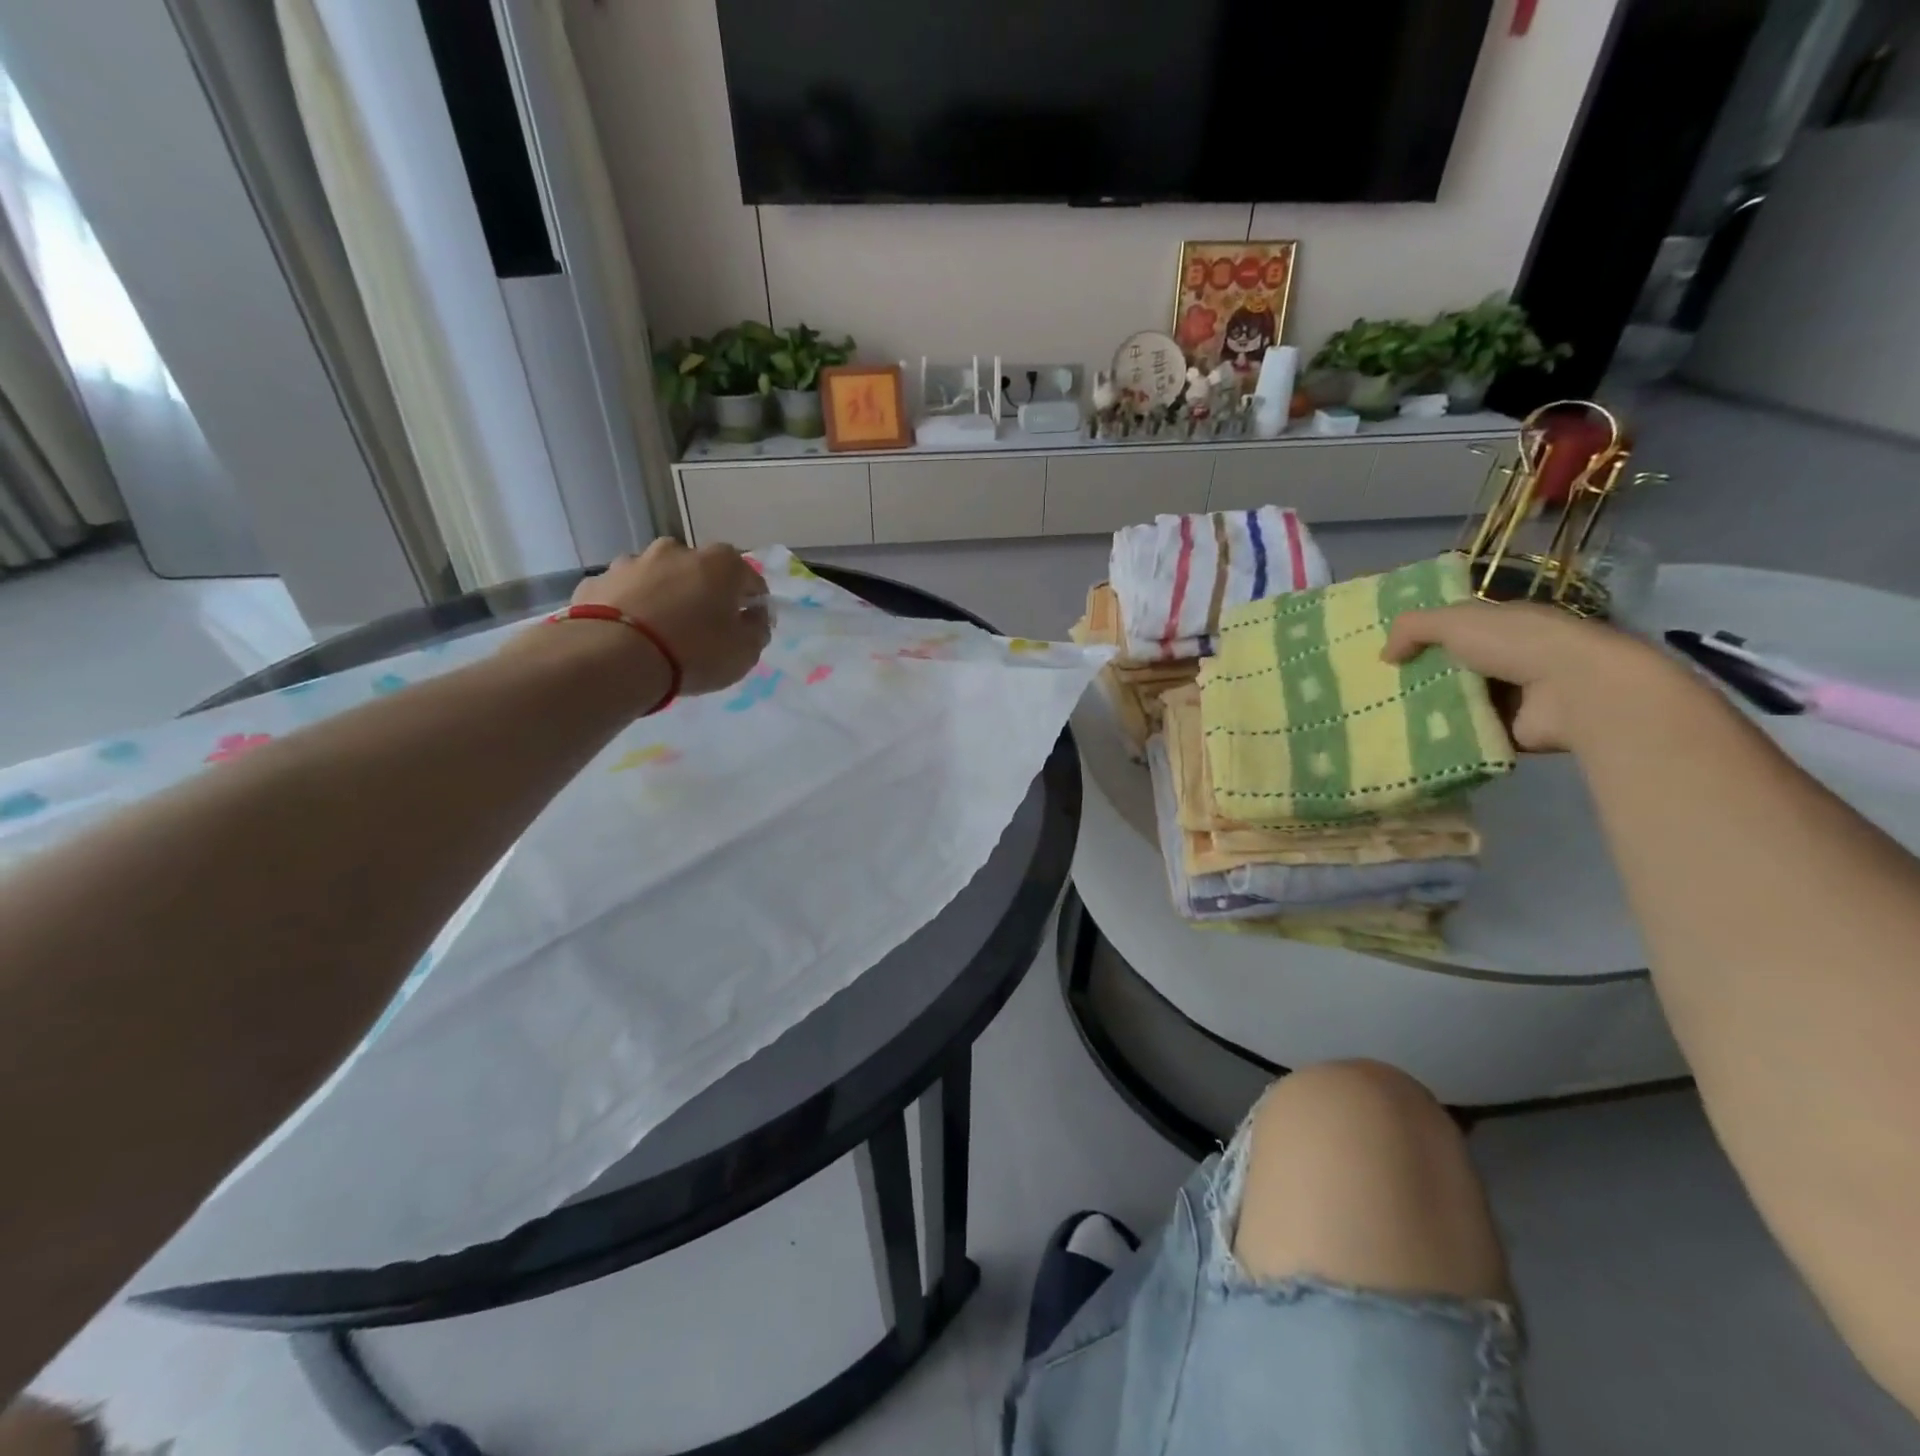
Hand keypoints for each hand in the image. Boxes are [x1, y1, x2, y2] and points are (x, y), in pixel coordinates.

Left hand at [573, 540, 770, 695]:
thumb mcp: (745, 652)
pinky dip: (629, 607)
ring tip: (661, 632)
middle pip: (699, 572)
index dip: (753, 603)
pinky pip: (623, 593)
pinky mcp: (597, 581)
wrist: (615, 658)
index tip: (750, 626)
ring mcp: (631, 562)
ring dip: (663, 596)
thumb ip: (756, 629)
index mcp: (721, 563)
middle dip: (704, 593)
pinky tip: (628, 634)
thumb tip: (753, 617)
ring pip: (657, 577)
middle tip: (704, 628)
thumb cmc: (695, 651)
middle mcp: (676, 551)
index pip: (749, 578)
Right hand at [1382, 600, 1674, 752]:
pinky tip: (1410, 741)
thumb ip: (1412, 628)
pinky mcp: (1511, 731)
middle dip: (1417, 677)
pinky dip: (1444, 737)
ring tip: (1384, 720)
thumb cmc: (1518, 644)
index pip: (1454, 627)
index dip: (1421, 637)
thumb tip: (1385, 655)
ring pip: (1456, 701)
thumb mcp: (1455, 621)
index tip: (1386, 653)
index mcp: (1503, 624)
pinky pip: (1467, 733)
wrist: (1577, 691)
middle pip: (1451, 667)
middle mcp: (1510, 657)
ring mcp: (1513, 696)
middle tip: (1375, 691)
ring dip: (1428, 710)